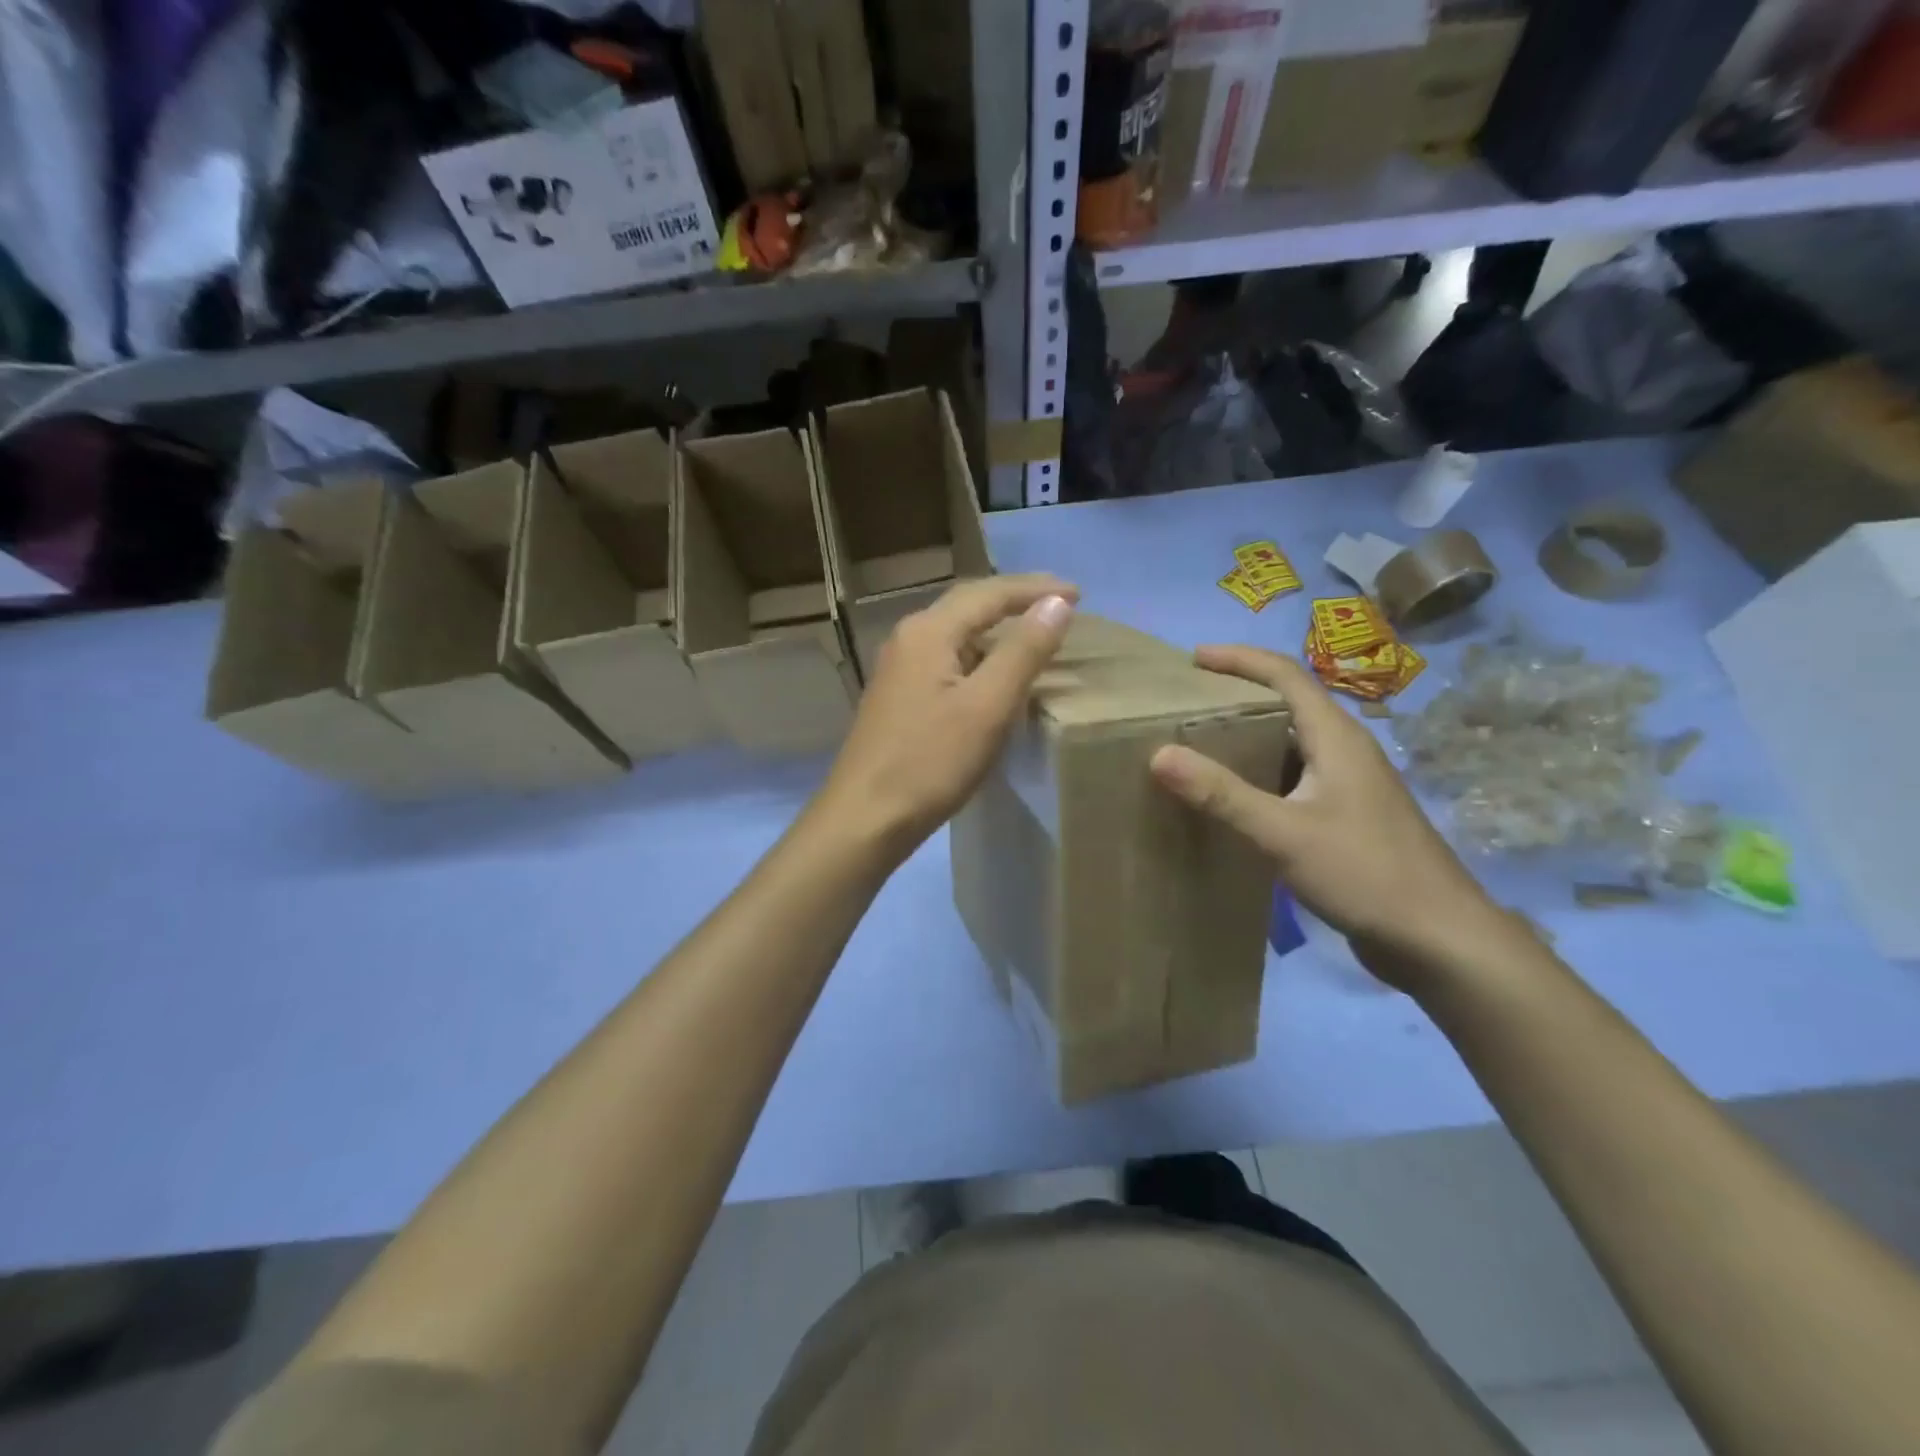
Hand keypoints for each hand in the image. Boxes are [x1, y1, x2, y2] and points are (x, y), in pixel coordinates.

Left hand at [816, 575, 1077, 862]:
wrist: (865, 818)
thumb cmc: (930, 762)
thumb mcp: (987, 706)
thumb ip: (1023, 651)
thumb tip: (1056, 603)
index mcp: (929, 631)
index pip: (990, 593)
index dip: (1037, 590)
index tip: (1080, 594)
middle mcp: (909, 638)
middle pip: (968, 605)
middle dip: (1016, 600)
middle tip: (1060, 604)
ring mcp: (898, 669)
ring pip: (957, 633)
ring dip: (997, 628)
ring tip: (1034, 634)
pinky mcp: (898, 697)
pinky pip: (947, 659)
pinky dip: (979, 656)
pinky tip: (993, 675)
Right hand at [1149, 646, 1507, 992]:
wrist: (1439, 938)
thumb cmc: (1365, 873)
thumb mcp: (1283, 832)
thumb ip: (1222, 794)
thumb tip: (1160, 754)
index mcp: (1336, 738)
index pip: (1285, 675)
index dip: (1239, 660)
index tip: (1193, 659)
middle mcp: (1345, 750)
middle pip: (1288, 705)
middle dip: (1237, 697)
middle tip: (1186, 705)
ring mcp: (1350, 785)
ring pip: (1291, 745)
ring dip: (1248, 740)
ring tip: (1198, 747)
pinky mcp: (1349, 816)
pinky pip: (1295, 778)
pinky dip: (1260, 776)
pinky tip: (1234, 800)